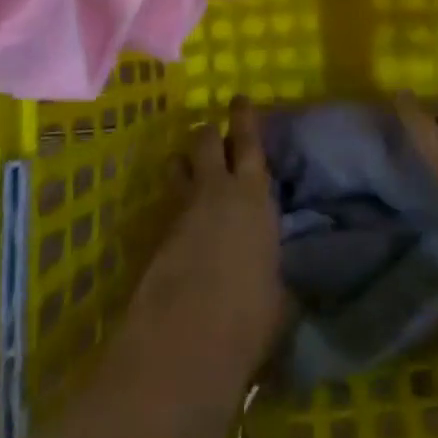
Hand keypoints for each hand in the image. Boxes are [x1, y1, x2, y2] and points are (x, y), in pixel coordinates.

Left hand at [118, 98, 285, 380]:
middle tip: (213, 133)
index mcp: (254, 196)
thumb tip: (279, 281)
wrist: (186, 338)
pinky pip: (169, 203)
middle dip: (209, 132)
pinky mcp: (157, 235)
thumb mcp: (279, 296)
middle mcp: (217, 190)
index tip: (239, 99)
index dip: (244, 117)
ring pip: (179, 164)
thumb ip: (277, 276)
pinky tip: (182, 222)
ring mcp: (182, 210)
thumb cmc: (249, 313)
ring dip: (185, 162)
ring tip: (191, 168)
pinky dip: (175, 203)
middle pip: (206, 140)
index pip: (249, 141)